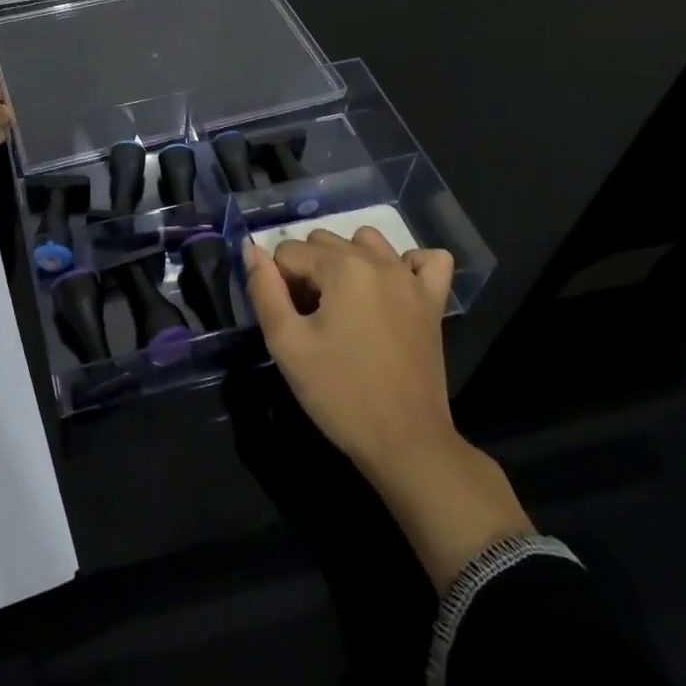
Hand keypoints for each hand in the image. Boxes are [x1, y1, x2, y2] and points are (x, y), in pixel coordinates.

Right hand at [244, 229, 532, 585]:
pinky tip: (392, 289)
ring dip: (347, 261)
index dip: (279, 285)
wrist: (406, 443)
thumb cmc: (340, 393)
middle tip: (311, 320)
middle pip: (323, 242)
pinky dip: (407, 264)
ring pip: (366, 241)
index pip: (288, 252)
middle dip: (308, 272)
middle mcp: (379, 261)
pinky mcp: (434, 301)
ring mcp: (411, 279)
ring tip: (344, 304)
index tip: (290, 322)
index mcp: (343, 267)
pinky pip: (427, 260)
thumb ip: (264, 290)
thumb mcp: (287, 344)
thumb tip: (251, 248)